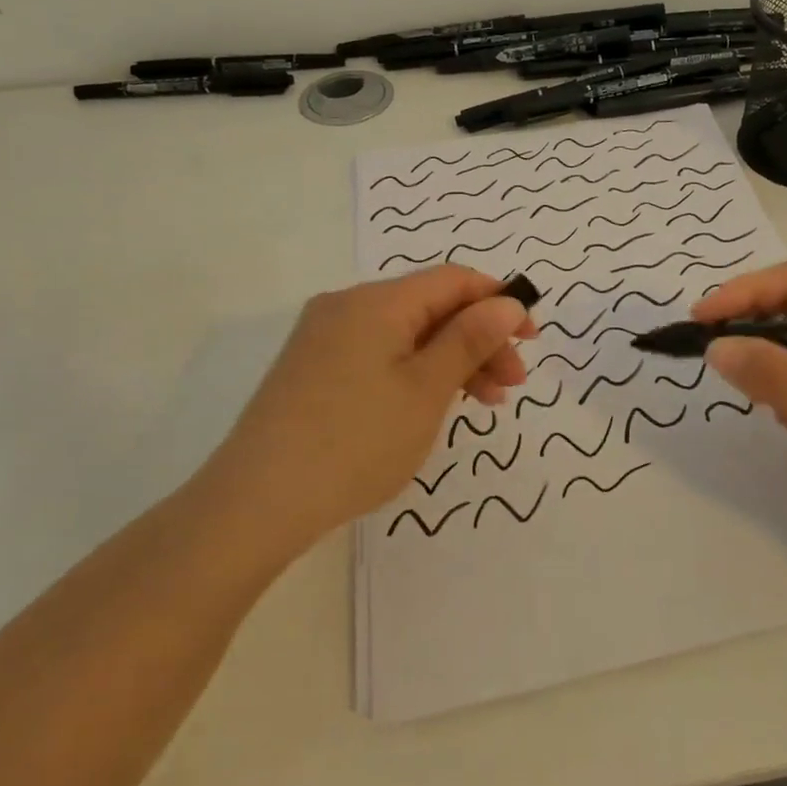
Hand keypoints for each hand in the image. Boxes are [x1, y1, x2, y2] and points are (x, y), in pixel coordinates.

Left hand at [203, 267, 535, 546]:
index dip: (499, 301)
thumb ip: (470, 339)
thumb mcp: (426, 390)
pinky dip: (415, 373)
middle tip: (512, 385)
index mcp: (376, 301)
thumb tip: (506, 302)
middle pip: (431, 308)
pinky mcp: (313, 370)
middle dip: (478, 339)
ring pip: (407, 335)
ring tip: (484, 404)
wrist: (255, 504)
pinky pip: (379, 356)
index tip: (531, 339)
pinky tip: (432, 407)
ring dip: (451, 361)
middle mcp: (347, 307)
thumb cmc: (355, 442)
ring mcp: (325, 339)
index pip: (453, 280)